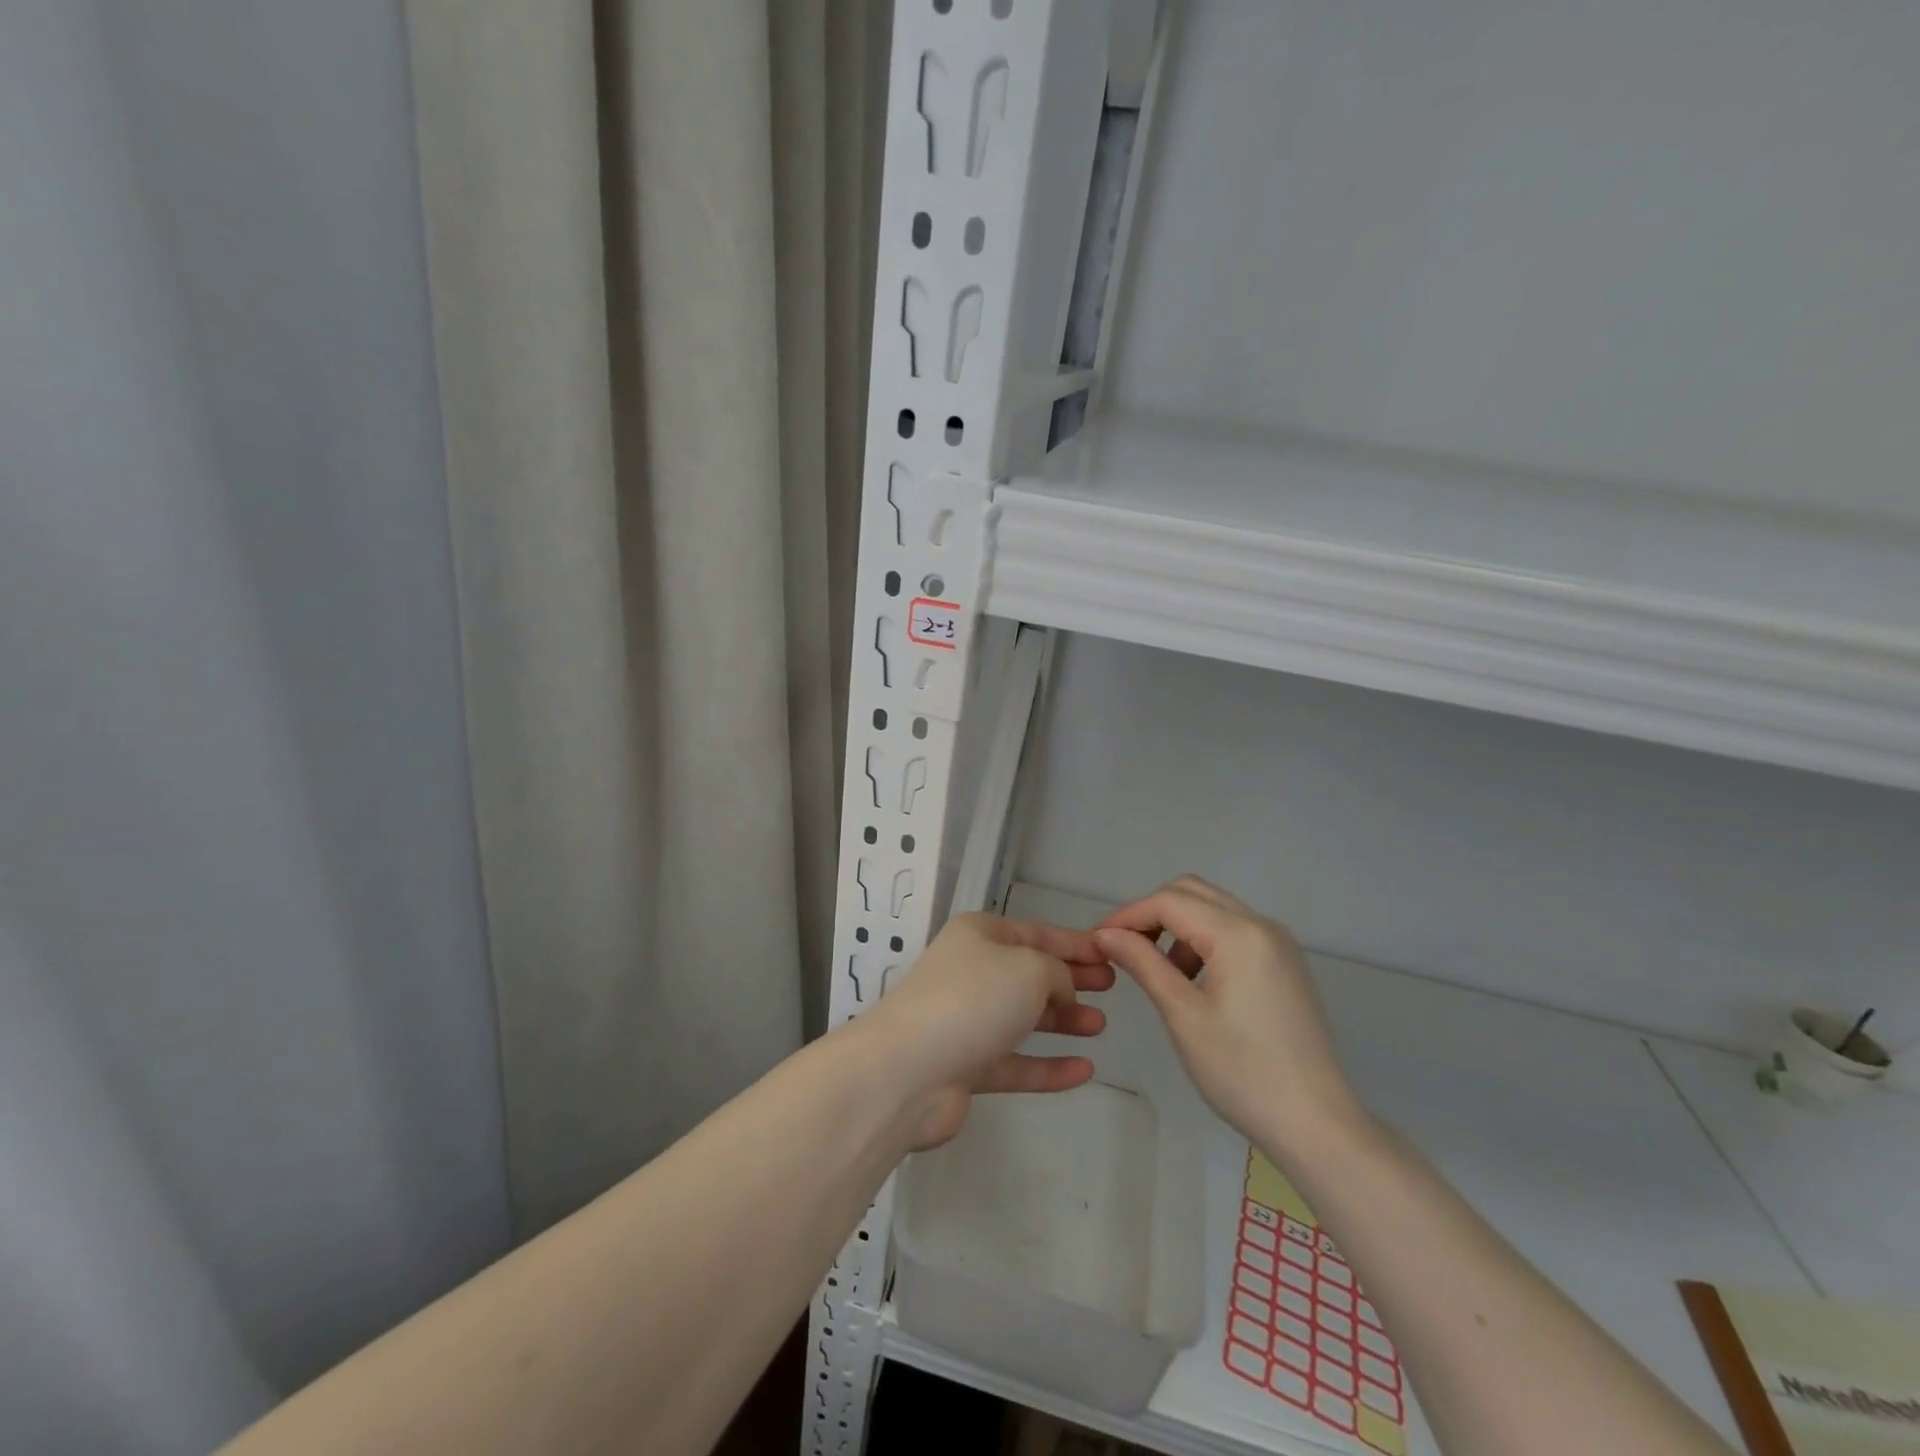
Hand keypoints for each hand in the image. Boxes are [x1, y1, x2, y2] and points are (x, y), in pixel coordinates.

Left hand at [860, 912, 1114, 1149]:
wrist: (908, 1069)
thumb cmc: (973, 999)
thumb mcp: (1029, 967)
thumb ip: (1057, 972)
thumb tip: (1060, 990)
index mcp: (979, 936)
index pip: (1036, 933)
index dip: (1074, 942)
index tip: (1110, 952)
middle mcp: (971, 972)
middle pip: (1030, 973)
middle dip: (1070, 979)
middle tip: (1111, 986)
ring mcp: (966, 1022)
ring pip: (1023, 1018)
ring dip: (1062, 1020)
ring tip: (1100, 1024)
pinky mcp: (966, 1067)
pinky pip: (1016, 1063)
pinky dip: (1048, 1065)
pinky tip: (1084, 1070)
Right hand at [1093, 876, 1362, 1151]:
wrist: (1316, 1125)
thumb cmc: (1242, 1072)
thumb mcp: (1182, 1015)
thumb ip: (1142, 963)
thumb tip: (1104, 934)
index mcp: (1239, 933)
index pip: (1169, 901)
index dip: (1127, 915)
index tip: (1097, 941)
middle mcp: (1262, 925)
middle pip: (1191, 892)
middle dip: (1151, 914)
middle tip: (1124, 950)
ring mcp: (1278, 943)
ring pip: (1212, 909)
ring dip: (1177, 927)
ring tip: (1158, 973)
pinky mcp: (1284, 963)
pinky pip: (1233, 931)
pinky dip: (1202, 942)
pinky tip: (1192, 982)